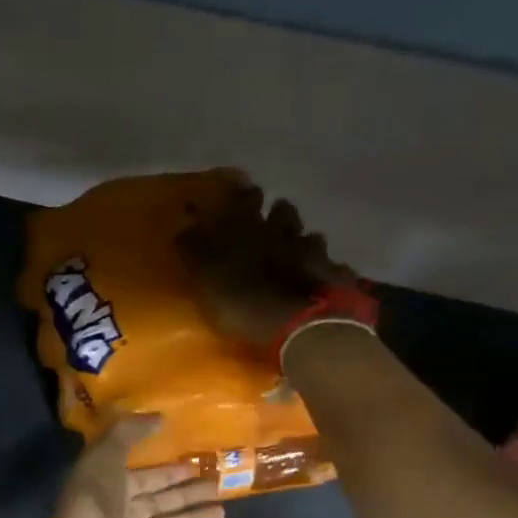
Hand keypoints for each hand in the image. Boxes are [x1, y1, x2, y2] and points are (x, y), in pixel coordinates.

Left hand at [43, 415, 224, 517]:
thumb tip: (157, 417)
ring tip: (223, 509)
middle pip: (160, 500)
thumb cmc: (93, 506)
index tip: (194, 461)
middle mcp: (121, 514)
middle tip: (218, 482)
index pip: (142, 475)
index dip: (166, 469)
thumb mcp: (105, 457)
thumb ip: (128, 432)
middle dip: (186, 491)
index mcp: (107, 487)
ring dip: (195, 517)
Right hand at [175, 178, 348, 348]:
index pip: (243, 199)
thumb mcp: (205, 277)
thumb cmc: (242, 300)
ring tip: (297, 251)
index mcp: (248, 227)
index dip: (241, 196)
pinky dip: (325, 269)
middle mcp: (282, 230)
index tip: (239, 195)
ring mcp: (312, 251)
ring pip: (309, 235)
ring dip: (302, 240)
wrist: (298, 322)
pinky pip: (331, 266)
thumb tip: (183, 226)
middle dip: (275, 213)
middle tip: (270, 220)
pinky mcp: (333, 275)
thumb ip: (194, 250)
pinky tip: (322, 278)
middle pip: (282, 210)